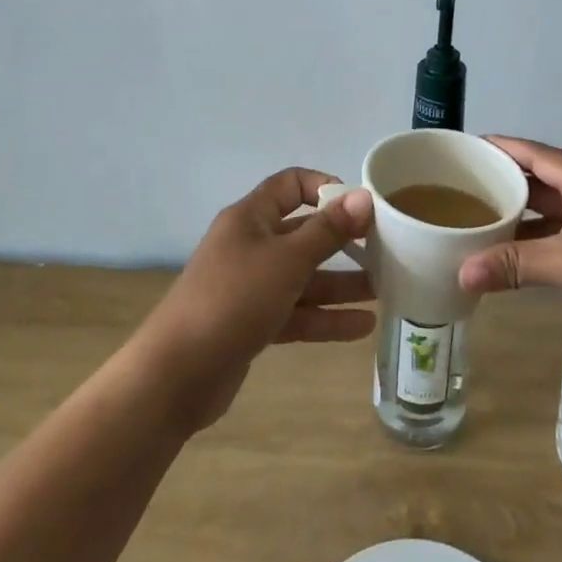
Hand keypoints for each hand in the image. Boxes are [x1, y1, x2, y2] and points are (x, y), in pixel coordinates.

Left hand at [138, 169, 374, 432]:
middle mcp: (251, 246)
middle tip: (385, 250)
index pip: (290, 185)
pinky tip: (362, 326)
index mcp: (251, 218)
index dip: (324, 188)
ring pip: (304, 277)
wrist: (176, 376)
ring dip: (341, 283)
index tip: (360, 206)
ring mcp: (251, 287)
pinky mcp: (253, 324)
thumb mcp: (287, 260)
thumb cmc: (233, 300)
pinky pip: (297, 312)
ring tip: (385, 290)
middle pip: (304, 233)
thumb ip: (328, 230)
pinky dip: (325, 317)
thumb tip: (364, 196)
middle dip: (343, 242)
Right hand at [456, 137, 561, 353]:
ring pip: (553, 208)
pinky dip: (540, 239)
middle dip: (505, 181)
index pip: (533, 152)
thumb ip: (515, 264)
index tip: (465, 148)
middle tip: (462, 187)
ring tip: (481, 218)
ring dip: (522, 214)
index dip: (500, 147)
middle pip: (541, 178)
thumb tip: (461, 272)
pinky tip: (517, 253)